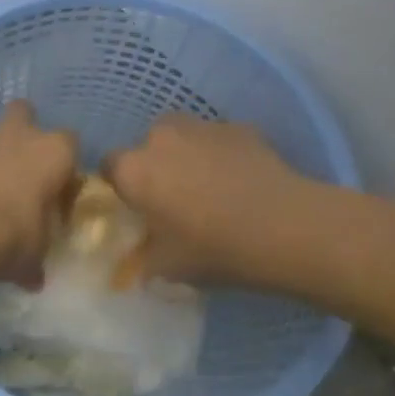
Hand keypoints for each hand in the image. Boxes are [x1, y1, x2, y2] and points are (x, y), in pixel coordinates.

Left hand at [0, 102, 78, 288]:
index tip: (56, 194)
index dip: (64, 168)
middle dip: (23, 133)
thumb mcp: (31, 259)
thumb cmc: (5, 237)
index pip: (71, 146)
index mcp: (53, 154)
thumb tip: (34, 277)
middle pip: (26, 113)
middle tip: (18, 170)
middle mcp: (19, 134)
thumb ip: (36, 260)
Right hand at [105, 115, 311, 287]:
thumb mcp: (168, 268)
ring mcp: (202, 127)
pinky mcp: (239, 127)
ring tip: (210, 186)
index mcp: (135, 170)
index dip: (121, 186)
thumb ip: (142, 260)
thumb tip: (135, 262)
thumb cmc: (214, 249)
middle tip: (174, 199)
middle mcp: (161, 138)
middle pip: (147, 145)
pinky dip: (221, 154)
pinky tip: (240, 180)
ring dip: (187, 155)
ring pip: (183, 136)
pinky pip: (218, 139)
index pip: (109, 166)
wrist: (285, 227)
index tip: (136, 207)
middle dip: (156, 166)